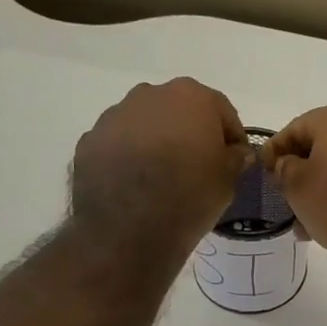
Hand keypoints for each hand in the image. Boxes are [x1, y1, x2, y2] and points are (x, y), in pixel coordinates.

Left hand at [71, 79, 252, 256]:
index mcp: (191, 97)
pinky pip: (119, 144)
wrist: (129, 230)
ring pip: (145, 124)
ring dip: (156, 142)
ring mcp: (114, 116)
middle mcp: (150, 95)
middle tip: (197, 166)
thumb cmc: (190, 197)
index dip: (231, 136)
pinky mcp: (90, 141)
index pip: (221, 111)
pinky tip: (135, 185)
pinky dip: (129, 157)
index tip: (235, 160)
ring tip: (163, 177)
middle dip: (190, 133)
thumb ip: (235, 158)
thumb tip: (236, 152)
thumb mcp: (228, 180)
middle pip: (179, 111)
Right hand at [263, 102, 326, 266]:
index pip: (296, 127)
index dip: (275, 150)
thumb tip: (287, 164)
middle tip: (285, 199)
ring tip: (307, 222)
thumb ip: (284, 169)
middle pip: (324, 146)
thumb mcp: (297, 187)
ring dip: (324, 189)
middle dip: (302, 173)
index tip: (264, 173)